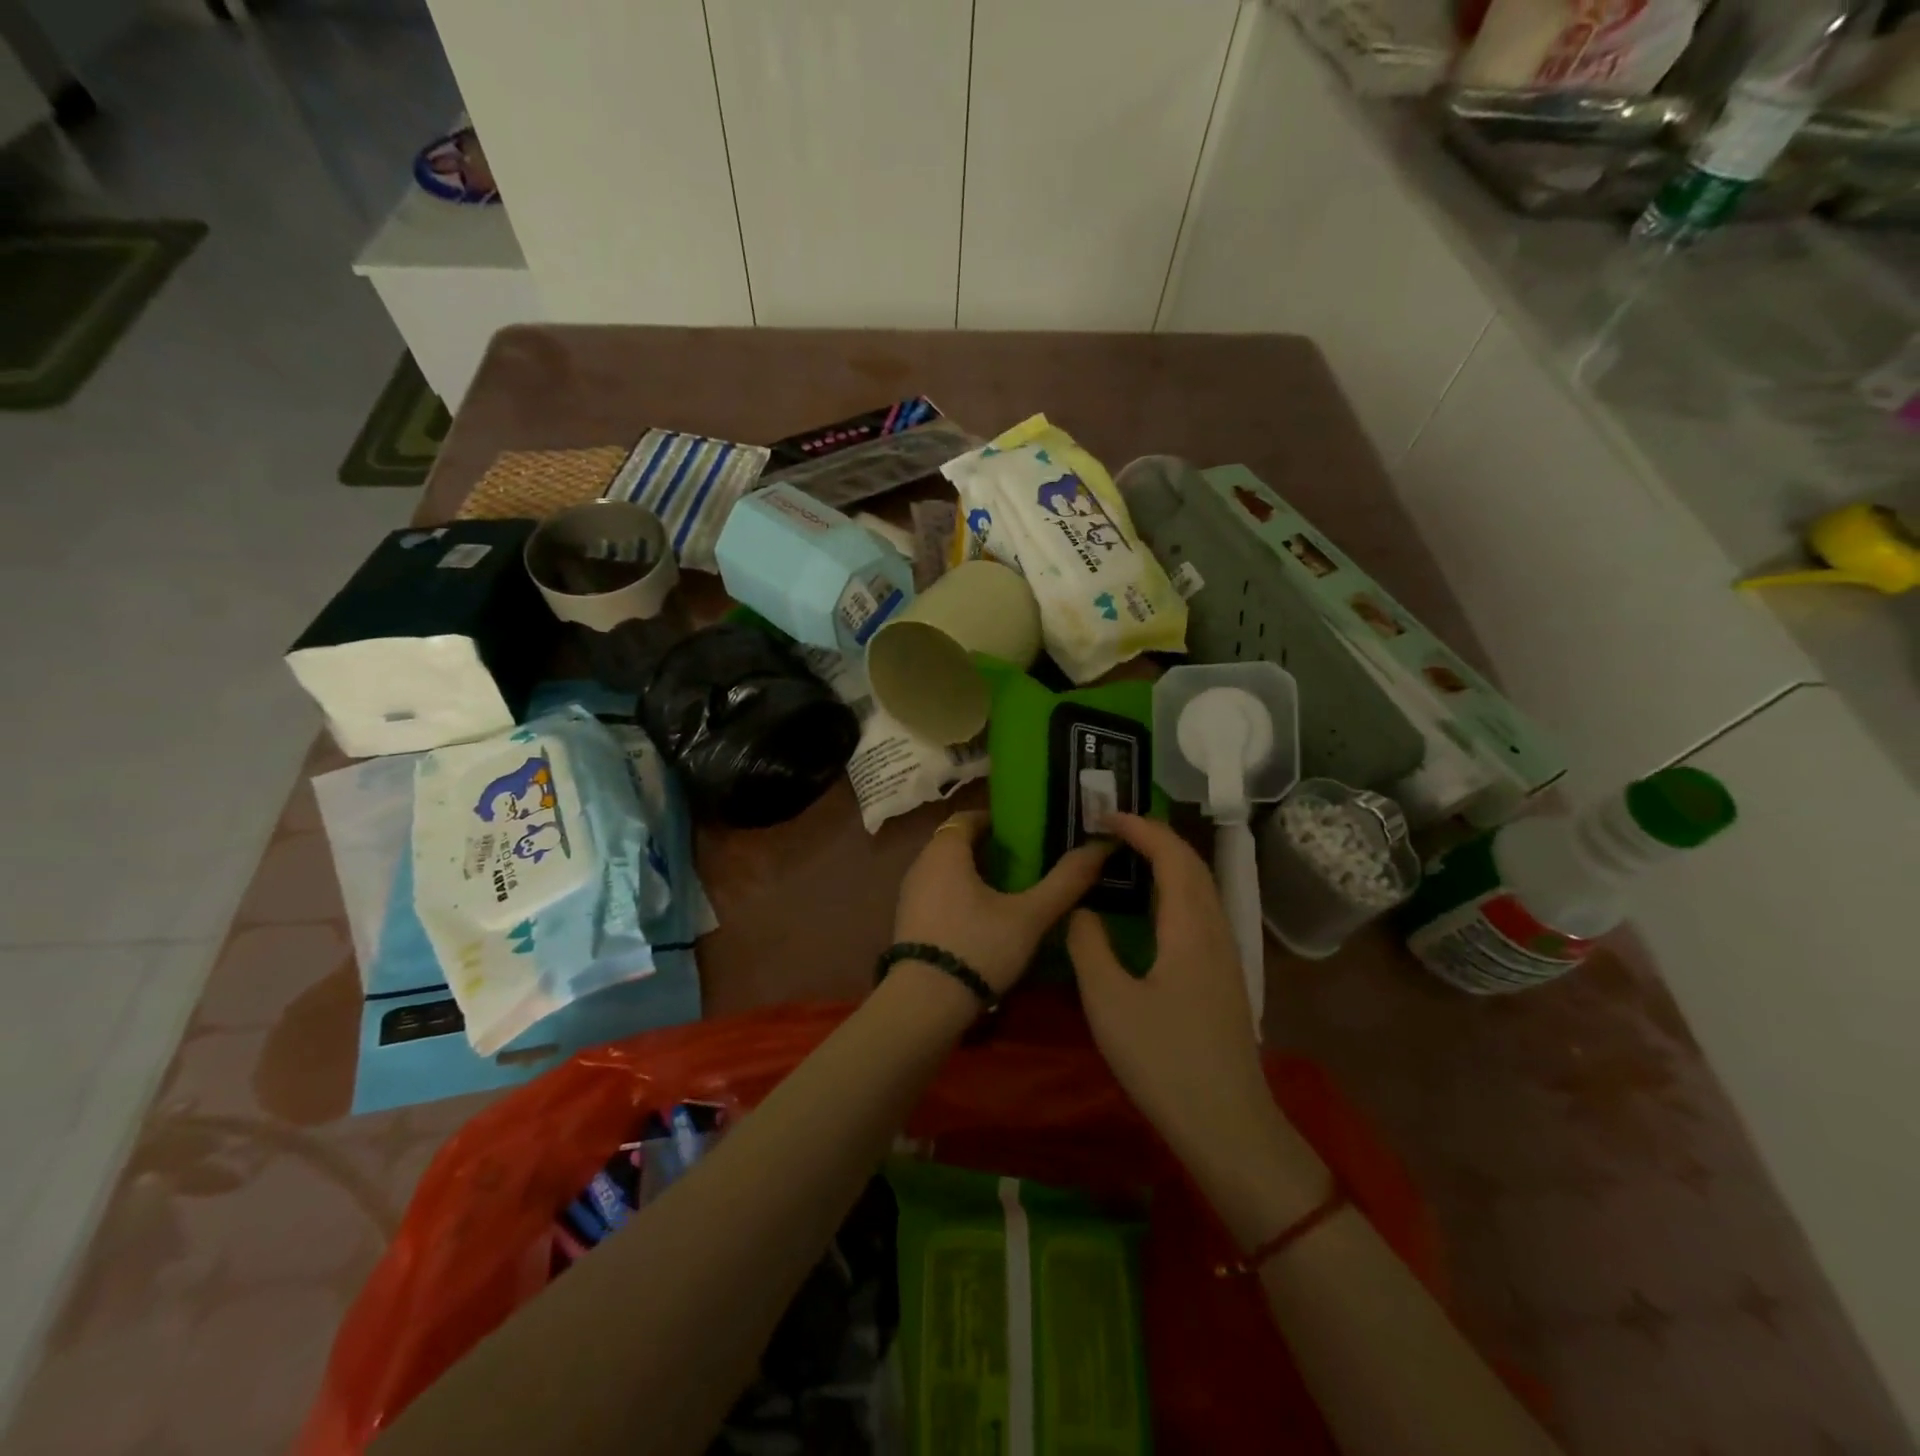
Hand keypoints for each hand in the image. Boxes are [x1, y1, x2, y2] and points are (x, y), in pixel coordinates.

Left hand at [894, 812, 1110, 996]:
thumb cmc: (978, 947)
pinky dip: (960, 895)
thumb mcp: (1029, 916)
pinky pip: (937, 894)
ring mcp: (910, 895)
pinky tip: (984, 920)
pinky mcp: (908, 922)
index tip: (1026, 834)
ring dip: (975, 874)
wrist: (923, 1004)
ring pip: (946, 871)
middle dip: (989, 848)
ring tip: (1011, 891)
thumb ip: (1065, 881)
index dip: (997, 821)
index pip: (968, 817)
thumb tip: (1101, 846)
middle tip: (1026, 862)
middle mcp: (921, 864)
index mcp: (945, 851)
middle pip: (957, 843)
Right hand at [1066, 814, 1281, 1178]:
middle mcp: (1214, 929)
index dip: (1139, 828)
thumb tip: (1083, 910)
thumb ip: (1089, 945)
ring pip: (1200, 887)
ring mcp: (1224, 954)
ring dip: (1167, 861)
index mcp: (1189, 927)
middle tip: (1111, 830)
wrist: (1226, 1124)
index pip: (1171, 855)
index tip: (1103, 817)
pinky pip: (1199, 911)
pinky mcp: (1223, 976)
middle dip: (1154, 837)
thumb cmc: (1163, 1060)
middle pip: (1192, 864)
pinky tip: (1149, 910)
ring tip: (1126, 859)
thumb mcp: (1108, 1001)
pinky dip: (1173, 890)